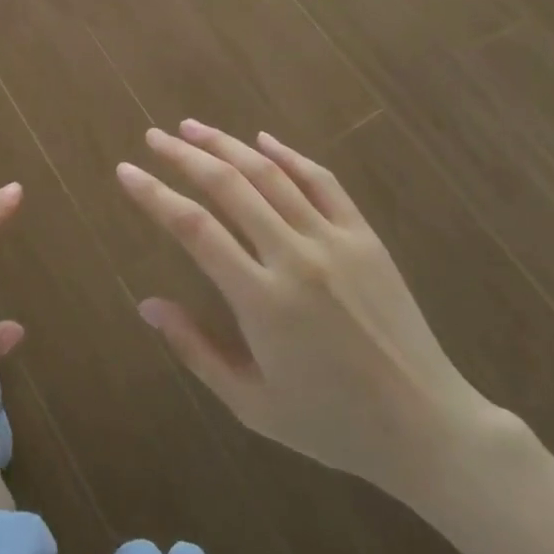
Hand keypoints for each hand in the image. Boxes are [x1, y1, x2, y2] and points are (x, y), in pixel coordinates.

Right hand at [117, 121, 511, 507]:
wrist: (427, 427)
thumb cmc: (331, 423)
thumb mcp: (252, 405)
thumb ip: (195, 350)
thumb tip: (147, 304)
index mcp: (262, 300)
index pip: (194, 228)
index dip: (154, 194)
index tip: (126, 171)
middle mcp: (295, 257)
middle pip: (229, 186)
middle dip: (184, 155)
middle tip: (153, 136)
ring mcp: (335, 240)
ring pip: (270, 174)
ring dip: (227, 145)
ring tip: (192, 126)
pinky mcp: (365, 237)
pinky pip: (322, 181)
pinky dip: (289, 154)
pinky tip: (262, 139)